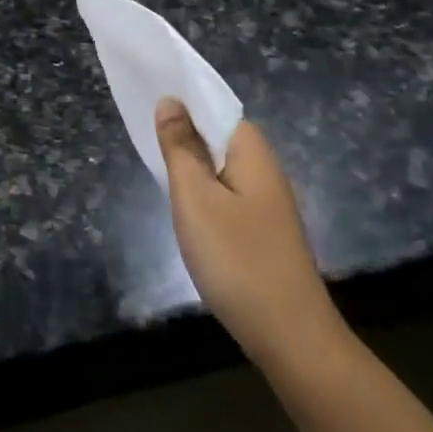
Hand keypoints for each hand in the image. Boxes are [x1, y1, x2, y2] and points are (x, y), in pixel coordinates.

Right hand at [154, 98, 338, 371]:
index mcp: (252, 151)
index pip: (215, 106)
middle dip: (184, 131)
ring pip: (221, 167)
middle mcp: (265, 168)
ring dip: (192, 162)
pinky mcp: (263, 229)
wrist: (290, 334)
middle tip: (142, 132)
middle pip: (218, 135)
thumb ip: (180, 148)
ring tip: (156, 163)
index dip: (183, 100)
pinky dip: (203, 190)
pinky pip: (227, 193)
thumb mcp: (196, 199)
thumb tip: (171, 101)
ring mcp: (267, 202)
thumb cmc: (237, 259)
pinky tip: (186, 205)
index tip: (146, 96)